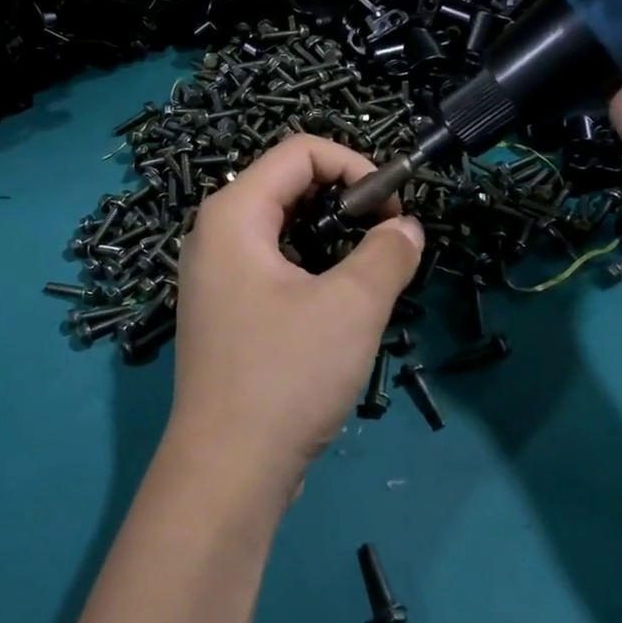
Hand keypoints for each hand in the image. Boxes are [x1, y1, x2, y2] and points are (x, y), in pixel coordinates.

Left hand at [168, 135, 423, 504]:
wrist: (227, 471)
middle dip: (346, 199)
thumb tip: (406, 229)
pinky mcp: (225, 309)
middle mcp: (214, 234)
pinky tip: (340, 300)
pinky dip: (312, 265)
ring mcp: (215, 274)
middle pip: (288, 184)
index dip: (355, 165)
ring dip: (333, 235)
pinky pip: (272, 262)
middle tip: (387, 238)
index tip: (394, 208)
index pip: (299, 151)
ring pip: (283, 226)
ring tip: (370, 269)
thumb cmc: (286, 376)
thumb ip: (387, 253)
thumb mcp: (352, 306)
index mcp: (233, 214)